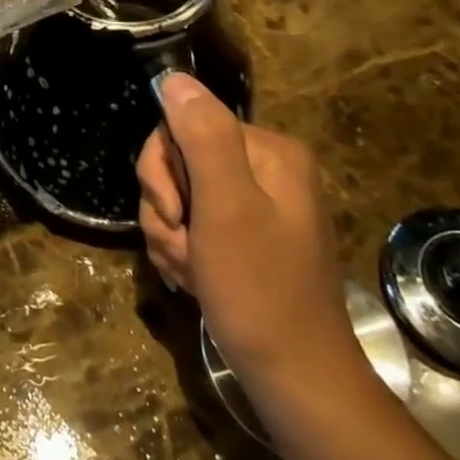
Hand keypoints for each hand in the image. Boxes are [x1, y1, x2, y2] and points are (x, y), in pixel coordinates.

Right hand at [138, 74, 363, 395]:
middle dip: (167, 208)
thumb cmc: (260, 291)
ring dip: (171, 236)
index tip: (176, 215)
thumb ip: (202, 137)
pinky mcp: (244, 237)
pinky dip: (183, 252)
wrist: (295, 381)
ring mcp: (255, 205)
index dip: (164, 171)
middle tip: (183, 248)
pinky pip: (192, 224)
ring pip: (178, 196)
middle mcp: (266, 170)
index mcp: (270, 152)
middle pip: (179, 161)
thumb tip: (174, 77)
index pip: (184, 126)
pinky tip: (195, 280)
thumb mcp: (226, 208)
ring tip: (192, 272)